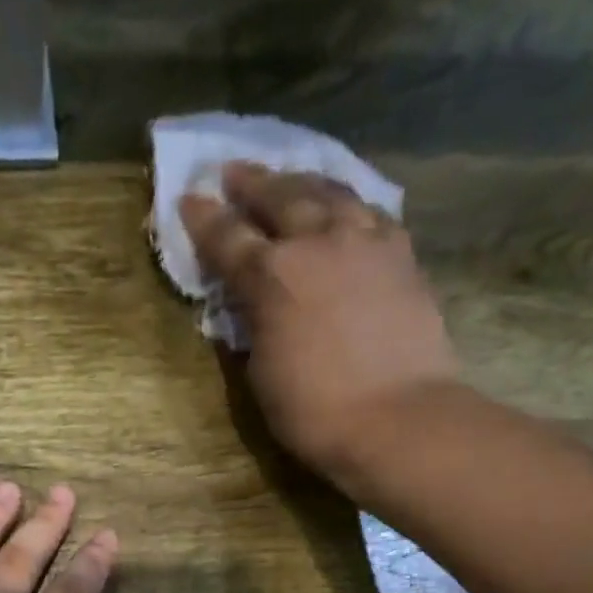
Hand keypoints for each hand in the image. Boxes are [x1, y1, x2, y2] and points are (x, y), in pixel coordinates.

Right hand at [181, 163, 459, 480]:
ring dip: (303, 182)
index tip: (189, 199)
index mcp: (271, 276)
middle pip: (280, 197)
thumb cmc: (316, 412)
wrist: (399, 420)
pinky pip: (369, 211)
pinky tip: (345, 206)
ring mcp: (366, 242)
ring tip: (290, 177)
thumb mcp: (262, 376)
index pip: (227, 238)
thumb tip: (250, 310)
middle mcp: (317, 242)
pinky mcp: (402, 255)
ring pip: (330, 193)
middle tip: (234, 172)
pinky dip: (348, 203)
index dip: (204, 219)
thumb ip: (253, 329)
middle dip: (252, 184)